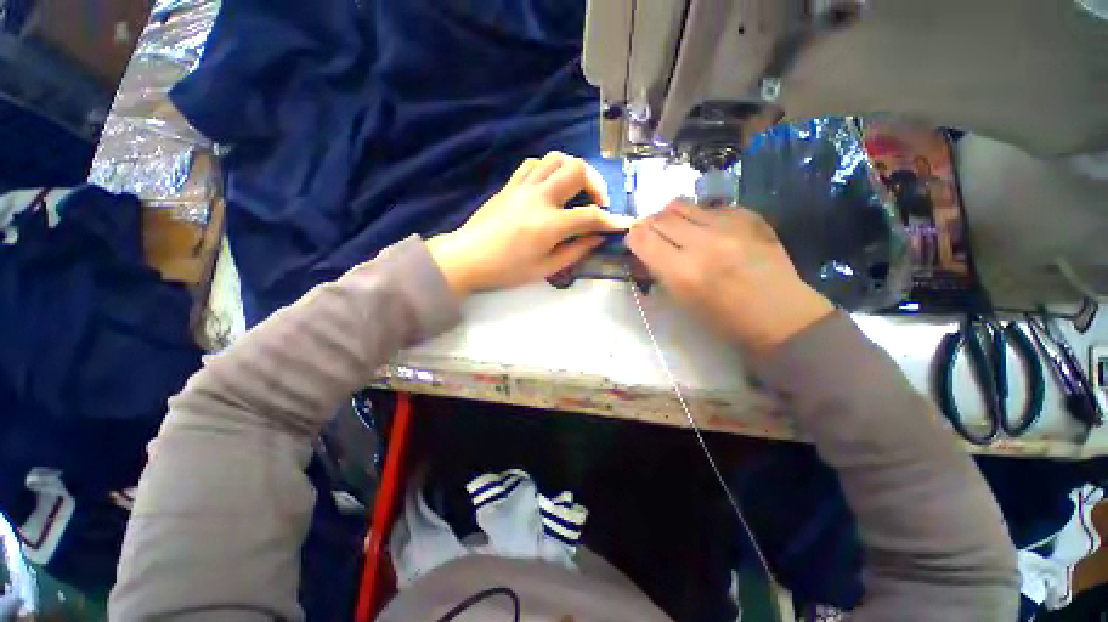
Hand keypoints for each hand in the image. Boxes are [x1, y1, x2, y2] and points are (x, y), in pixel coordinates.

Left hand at [428, 152, 631, 296]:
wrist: (467, 257)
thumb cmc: (506, 269)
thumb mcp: (545, 269)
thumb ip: (575, 251)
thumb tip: (597, 239)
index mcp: (549, 224)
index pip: (590, 215)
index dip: (611, 220)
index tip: (624, 223)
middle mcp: (539, 197)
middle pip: (577, 170)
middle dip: (596, 184)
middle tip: (598, 203)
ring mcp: (523, 186)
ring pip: (556, 158)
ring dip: (574, 170)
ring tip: (576, 191)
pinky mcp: (510, 184)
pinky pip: (534, 164)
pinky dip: (550, 169)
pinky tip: (551, 185)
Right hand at [625, 201, 833, 353]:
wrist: (782, 316)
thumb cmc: (725, 321)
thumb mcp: (683, 302)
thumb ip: (660, 271)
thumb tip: (644, 251)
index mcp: (683, 272)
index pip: (643, 238)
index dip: (633, 237)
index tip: (634, 241)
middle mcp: (703, 243)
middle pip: (660, 217)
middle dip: (649, 225)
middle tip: (653, 235)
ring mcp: (729, 226)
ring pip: (682, 204)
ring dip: (671, 216)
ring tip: (677, 229)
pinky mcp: (749, 217)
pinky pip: (710, 207)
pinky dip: (700, 216)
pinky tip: (708, 231)